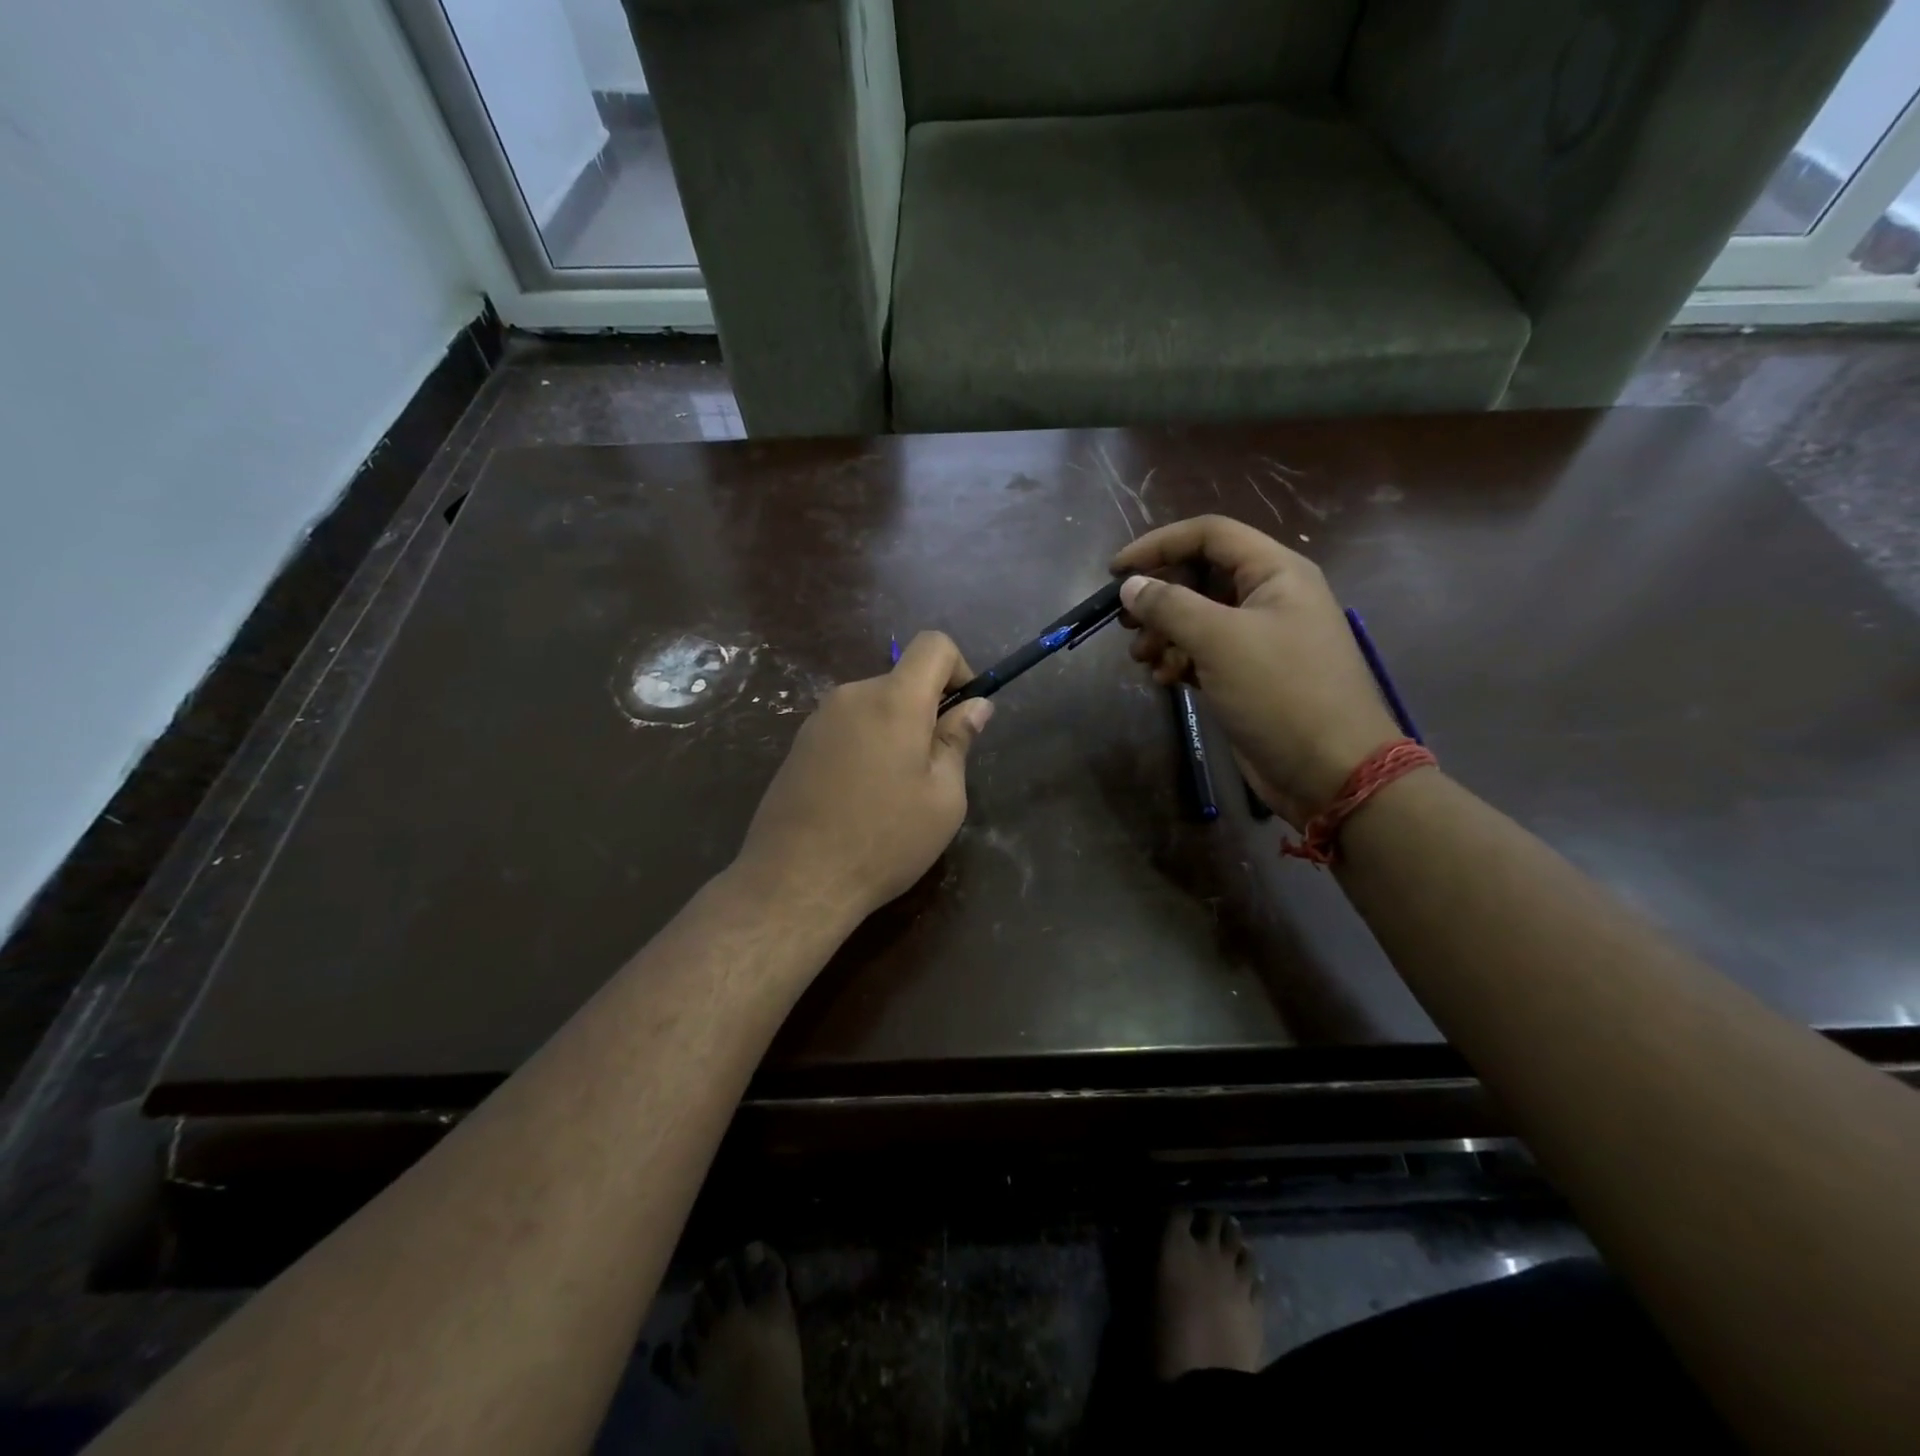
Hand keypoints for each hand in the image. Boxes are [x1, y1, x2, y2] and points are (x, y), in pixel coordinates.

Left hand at [733, 632, 992, 922]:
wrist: (796, 880)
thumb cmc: (884, 840)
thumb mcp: (942, 798)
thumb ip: (958, 741)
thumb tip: (976, 705)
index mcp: (894, 700)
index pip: (933, 644)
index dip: (959, 668)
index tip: (962, 714)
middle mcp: (852, 695)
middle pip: (902, 680)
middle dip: (926, 712)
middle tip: (932, 771)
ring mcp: (819, 719)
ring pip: (875, 706)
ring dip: (895, 732)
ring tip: (893, 792)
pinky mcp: (799, 744)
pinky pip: (848, 727)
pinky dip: (866, 745)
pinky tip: (859, 797)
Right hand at [1113, 515, 1399, 825]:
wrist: (1331, 771)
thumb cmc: (1281, 693)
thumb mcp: (1220, 641)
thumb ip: (1170, 606)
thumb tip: (1130, 586)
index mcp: (1275, 572)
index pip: (1209, 535)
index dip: (1159, 545)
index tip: (1116, 571)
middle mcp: (1269, 597)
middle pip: (1200, 576)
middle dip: (1159, 597)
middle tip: (1126, 623)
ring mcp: (1260, 638)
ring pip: (1198, 617)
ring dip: (1164, 633)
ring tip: (1142, 658)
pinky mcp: (1249, 675)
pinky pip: (1205, 652)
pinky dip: (1180, 660)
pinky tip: (1164, 680)